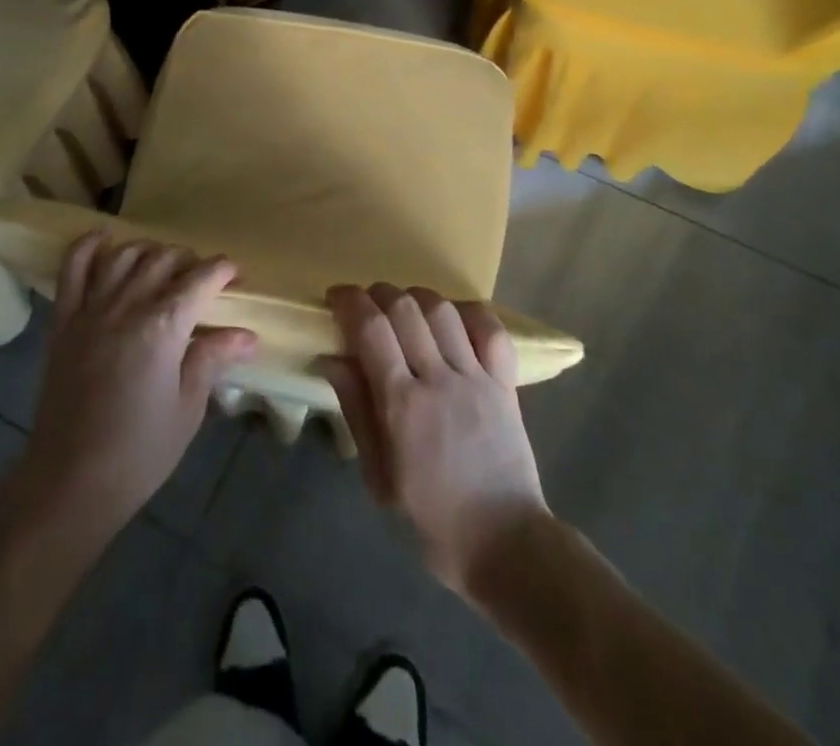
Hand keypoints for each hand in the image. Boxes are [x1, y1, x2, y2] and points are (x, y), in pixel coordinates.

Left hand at [20, 233, 256, 535]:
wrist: (71, 481)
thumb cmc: (140, 451)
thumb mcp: (188, 407)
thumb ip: (212, 359)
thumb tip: (247, 335)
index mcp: (164, 326)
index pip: (201, 278)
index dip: (223, 271)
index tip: (236, 278)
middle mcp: (128, 305)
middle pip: (164, 259)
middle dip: (190, 261)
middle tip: (203, 282)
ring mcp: (91, 309)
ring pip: (124, 255)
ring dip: (149, 251)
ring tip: (162, 265)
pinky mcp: (64, 321)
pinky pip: (72, 269)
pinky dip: (87, 246)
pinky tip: (104, 240)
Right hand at [322, 283, 548, 600]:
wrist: (507, 545)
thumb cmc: (433, 520)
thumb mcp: (379, 477)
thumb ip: (357, 411)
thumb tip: (332, 358)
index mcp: (402, 405)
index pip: (371, 329)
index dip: (350, 301)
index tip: (336, 296)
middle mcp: (438, 380)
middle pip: (405, 308)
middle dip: (378, 294)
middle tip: (366, 304)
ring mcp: (476, 378)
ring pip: (443, 311)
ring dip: (416, 298)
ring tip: (404, 308)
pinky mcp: (505, 384)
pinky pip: (491, 330)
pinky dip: (469, 312)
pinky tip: (452, 317)